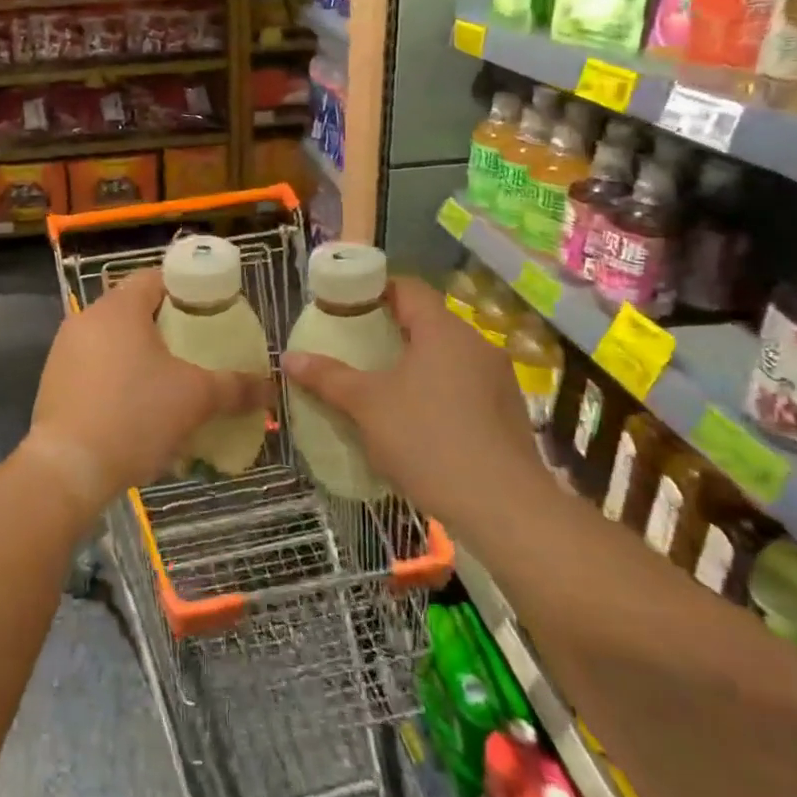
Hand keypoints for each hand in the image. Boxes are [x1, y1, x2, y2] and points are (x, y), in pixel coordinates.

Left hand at [24, 269, 274, 515]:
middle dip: (167, 327)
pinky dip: (118, 378)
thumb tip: (270, 387)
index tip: (210, 311)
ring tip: (171, 382)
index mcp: (119, 308)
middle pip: (135, 309)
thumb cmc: (135, 416)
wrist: (67, 469)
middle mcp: (87, 319)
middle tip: (197, 349)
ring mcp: (65, 350)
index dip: (186, 290)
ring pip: (114, 340)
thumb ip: (235, 387)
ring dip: (142, 355)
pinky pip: (95, 367)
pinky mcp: (54, 382)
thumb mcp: (195, 399)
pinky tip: (138, 409)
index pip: (156, 278)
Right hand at [281, 276, 541, 515]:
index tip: (344, 305)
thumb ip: (328, 377)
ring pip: (446, 356)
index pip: (407, 287)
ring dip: (415, 363)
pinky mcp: (507, 414)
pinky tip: (417, 421)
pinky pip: (463, 386)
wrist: (505, 509)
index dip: (373, 289)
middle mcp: (476, 344)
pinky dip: (437, 391)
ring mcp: (498, 380)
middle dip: (389, 330)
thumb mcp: (367, 406)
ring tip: (381, 385)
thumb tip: (289, 358)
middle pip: (427, 321)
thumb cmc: (428, 440)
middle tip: (355, 346)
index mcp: (443, 330)